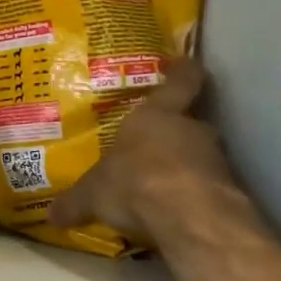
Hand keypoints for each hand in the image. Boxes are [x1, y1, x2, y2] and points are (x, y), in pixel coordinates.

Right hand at [49, 58, 257, 246]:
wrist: (190, 217)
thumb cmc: (135, 181)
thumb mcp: (93, 194)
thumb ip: (75, 202)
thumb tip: (50, 215)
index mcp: (157, 115)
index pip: (181, 81)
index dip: (183, 72)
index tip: (186, 64)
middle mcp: (191, 129)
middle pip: (189, 122)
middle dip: (175, 134)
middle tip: (154, 146)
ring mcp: (216, 160)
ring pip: (201, 155)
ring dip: (186, 167)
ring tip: (163, 186)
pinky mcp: (230, 192)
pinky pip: (209, 187)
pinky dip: (195, 196)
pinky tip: (178, 212)